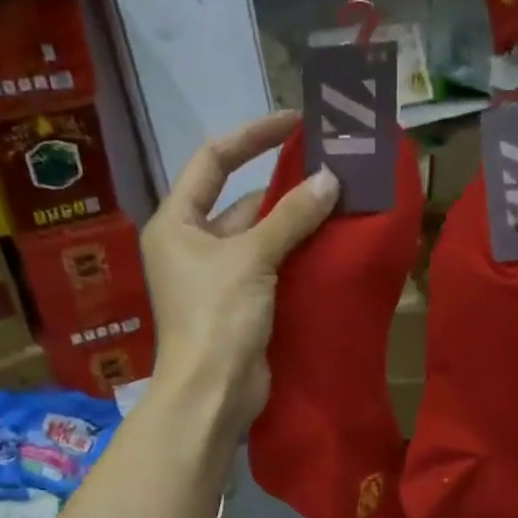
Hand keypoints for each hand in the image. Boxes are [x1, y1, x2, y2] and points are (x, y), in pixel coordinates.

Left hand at [143, 112, 339, 433]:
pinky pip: (271, 269)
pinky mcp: (240, 306)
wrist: (213, 394)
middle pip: (240, 202)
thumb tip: (330, 179)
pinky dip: (296, 257)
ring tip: (341, 202)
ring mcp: (217, 278)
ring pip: (260, 238)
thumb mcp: (251, 259)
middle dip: (283, 187)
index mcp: (176, 222)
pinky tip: (331, 244)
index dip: (252, 136)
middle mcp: (192, 245)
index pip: (213, 160)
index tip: (295, 123)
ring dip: (295, 224)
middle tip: (332, 168)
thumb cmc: (217, 318)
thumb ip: (290, 217)